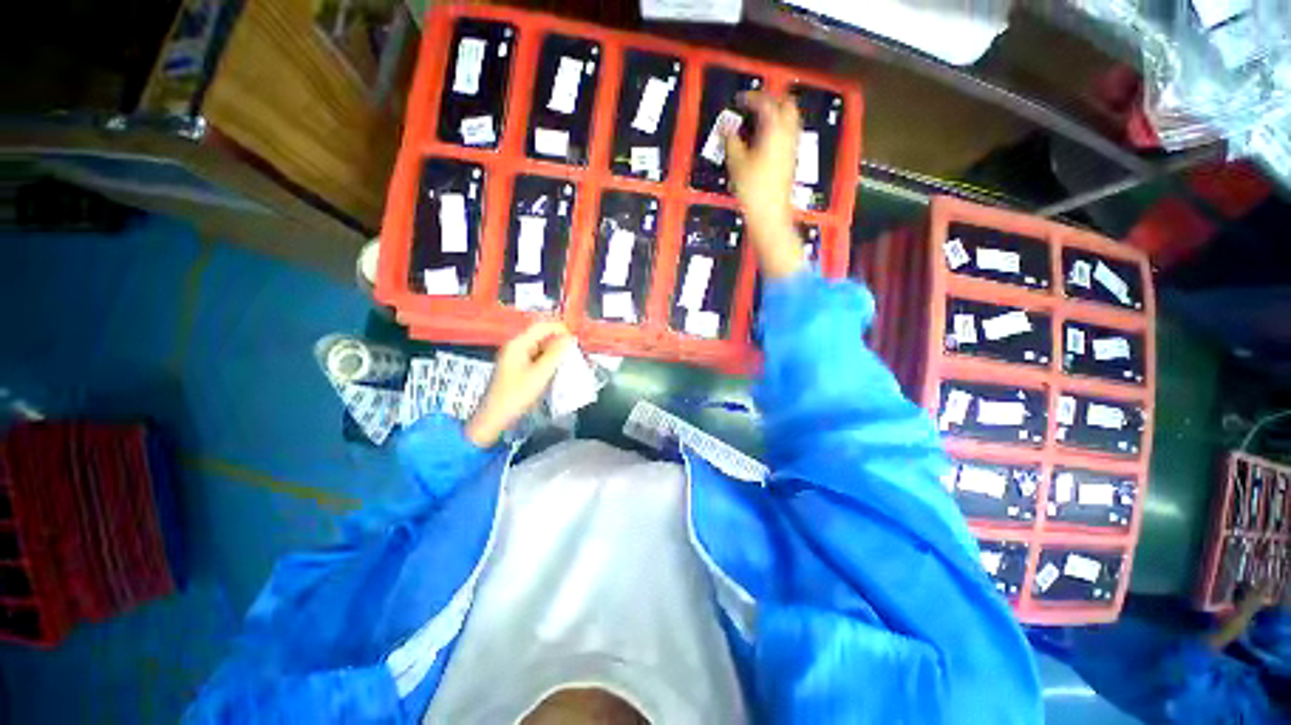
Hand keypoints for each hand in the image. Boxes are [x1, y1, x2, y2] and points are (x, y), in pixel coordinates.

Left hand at [465, 321, 573, 447]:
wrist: (494, 418)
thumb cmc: (516, 395)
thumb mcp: (540, 374)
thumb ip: (556, 354)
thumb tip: (570, 338)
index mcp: (519, 344)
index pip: (543, 326)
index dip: (561, 329)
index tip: (576, 340)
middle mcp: (516, 347)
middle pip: (542, 337)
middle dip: (560, 343)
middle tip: (576, 353)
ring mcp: (516, 359)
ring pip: (541, 349)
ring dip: (556, 354)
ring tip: (570, 362)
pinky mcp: (518, 370)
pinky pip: (537, 359)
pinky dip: (549, 363)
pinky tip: (558, 372)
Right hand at [723, 92, 804, 278]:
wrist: (770, 214)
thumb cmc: (753, 189)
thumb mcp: (736, 163)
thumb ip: (731, 141)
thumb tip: (727, 128)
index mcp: (774, 129)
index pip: (766, 102)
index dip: (752, 97)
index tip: (740, 100)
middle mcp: (788, 134)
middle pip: (787, 104)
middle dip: (772, 100)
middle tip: (755, 104)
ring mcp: (792, 147)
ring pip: (790, 119)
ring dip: (777, 114)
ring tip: (760, 120)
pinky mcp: (792, 160)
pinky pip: (788, 135)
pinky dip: (778, 130)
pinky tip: (765, 140)